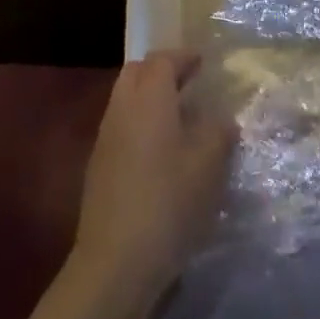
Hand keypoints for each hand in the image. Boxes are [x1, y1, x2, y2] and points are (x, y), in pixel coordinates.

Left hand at [73, 52, 235, 300]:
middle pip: (138, 72)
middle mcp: (122, 107)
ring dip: (150, 98)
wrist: (115, 261)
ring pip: (126, 98)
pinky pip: (121, 125)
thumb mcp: (208, 166)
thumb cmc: (168, 203)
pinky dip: (140, 123)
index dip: (184, 57)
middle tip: (189, 83)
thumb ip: (218, 132)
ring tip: (179, 117)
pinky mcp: (98, 165)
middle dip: (162, 71)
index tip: (202, 61)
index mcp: (149, 97)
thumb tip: (221, 119)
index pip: (163, 60)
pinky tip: (160, 151)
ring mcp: (106, 136)